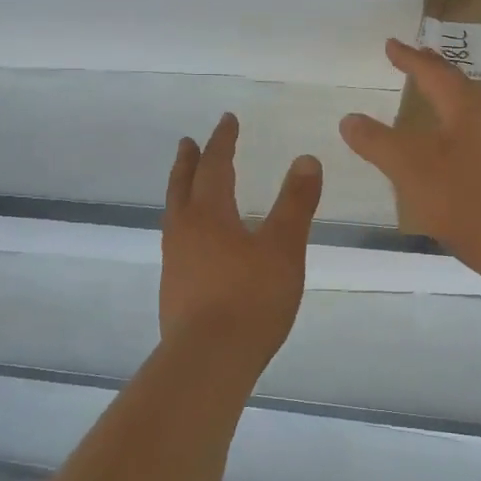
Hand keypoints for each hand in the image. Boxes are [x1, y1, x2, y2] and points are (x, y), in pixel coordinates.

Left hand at [160, 113, 321, 367]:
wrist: (209, 360)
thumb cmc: (251, 298)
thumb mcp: (283, 247)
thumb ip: (296, 203)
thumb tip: (306, 159)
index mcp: (209, 215)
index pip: (214, 166)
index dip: (222, 141)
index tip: (227, 120)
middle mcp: (184, 232)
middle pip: (182, 187)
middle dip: (189, 161)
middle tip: (188, 142)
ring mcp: (174, 263)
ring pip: (174, 215)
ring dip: (182, 192)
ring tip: (189, 187)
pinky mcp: (174, 290)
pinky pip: (177, 242)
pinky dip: (186, 225)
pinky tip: (199, 243)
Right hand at [338, 38, 480, 275]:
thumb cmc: (464, 197)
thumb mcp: (410, 167)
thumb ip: (378, 142)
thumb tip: (349, 118)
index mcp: (466, 109)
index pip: (434, 73)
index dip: (410, 58)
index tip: (392, 44)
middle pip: (459, 89)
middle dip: (433, 74)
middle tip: (414, 62)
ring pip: (470, 115)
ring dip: (447, 104)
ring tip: (429, 105)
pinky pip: (476, 142)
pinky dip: (455, 135)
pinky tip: (448, 155)